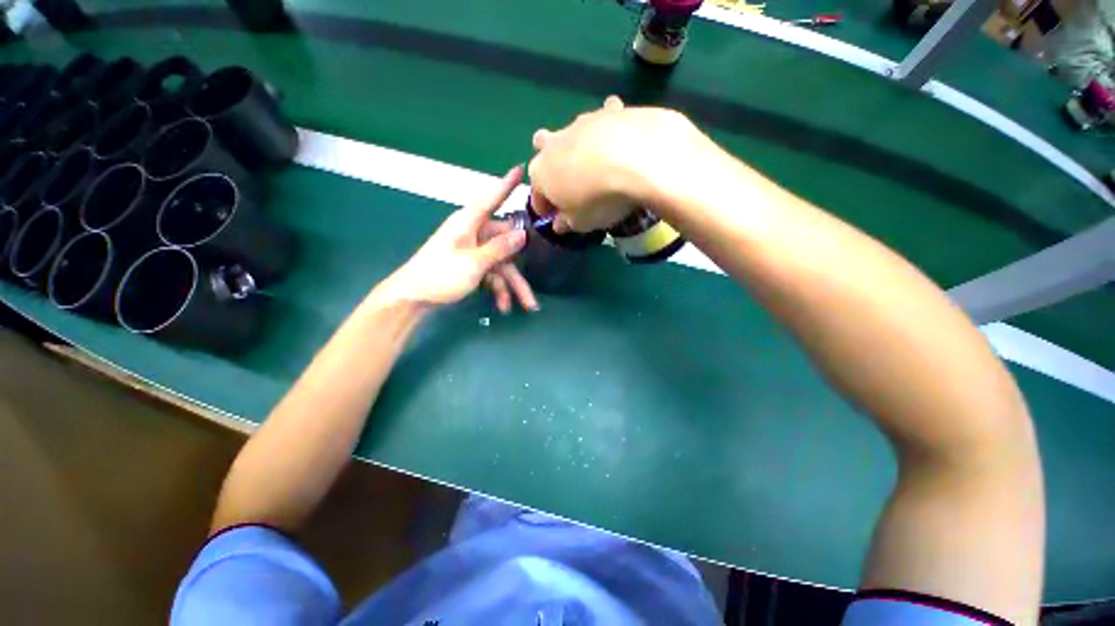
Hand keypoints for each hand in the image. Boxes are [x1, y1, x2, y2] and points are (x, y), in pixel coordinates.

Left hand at [378, 166, 538, 312]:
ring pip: (502, 264)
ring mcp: (473, 251)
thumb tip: (522, 235)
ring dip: (512, 285)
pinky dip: (499, 289)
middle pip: (505, 243)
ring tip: (527, 305)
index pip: (491, 199)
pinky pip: (492, 274)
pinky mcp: (471, 266)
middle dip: (520, 266)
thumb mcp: (473, 263)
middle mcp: (473, 234)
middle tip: (537, 271)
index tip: (520, 168)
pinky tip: (503, 306)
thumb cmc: (439, 276)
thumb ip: (499, 249)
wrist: (413, 298)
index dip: (506, 184)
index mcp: (469, 223)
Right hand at [528, 96, 706, 232]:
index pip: (537, 196)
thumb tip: (559, 223)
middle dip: (549, 163)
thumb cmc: (597, 199)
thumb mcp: (580, 223)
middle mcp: (553, 145)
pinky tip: (617, 129)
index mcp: (540, 174)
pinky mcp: (608, 112)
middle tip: (562, 178)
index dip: (544, 208)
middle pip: (542, 150)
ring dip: (575, 144)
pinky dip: (608, 122)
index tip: (553, 217)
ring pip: (570, 131)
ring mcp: (580, 124)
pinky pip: (604, 115)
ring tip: (591, 157)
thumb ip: (567, 223)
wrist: (634, 159)